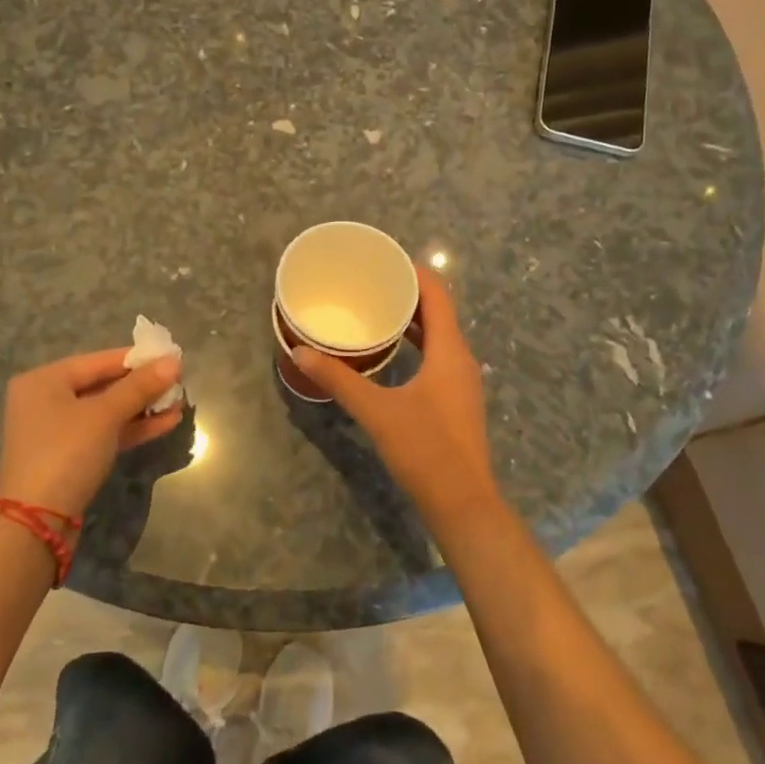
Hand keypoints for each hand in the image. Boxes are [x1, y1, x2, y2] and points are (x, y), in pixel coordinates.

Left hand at [0, 349, 182, 517]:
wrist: (36, 524)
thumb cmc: (65, 453)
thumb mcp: (104, 415)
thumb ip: (139, 387)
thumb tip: (174, 361)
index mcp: (44, 380)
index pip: (99, 360)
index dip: (137, 359)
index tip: (172, 357)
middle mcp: (46, 400)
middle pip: (103, 385)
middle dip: (143, 386)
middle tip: (179, 383)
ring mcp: (57, 432)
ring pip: (107, 412)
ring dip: (143, 408)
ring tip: (179, 404)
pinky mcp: (69, 458)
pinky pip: (105, 433)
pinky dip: (132, 428)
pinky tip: (166, 423)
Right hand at [291, 266, 501, 523]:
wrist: (463, 504)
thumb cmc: (425, 449)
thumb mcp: (376, 410)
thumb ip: (339, 379)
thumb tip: (301, 352)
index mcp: (449, 351)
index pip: (437, 294)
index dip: (414, 272)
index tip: (384, 259)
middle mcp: (460, 359)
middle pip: (438, 311)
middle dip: (407, 293)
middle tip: (370, 282)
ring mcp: (460, 381)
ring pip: (438, 335)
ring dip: (411, 320)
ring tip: (374, 310)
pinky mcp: (455, 401)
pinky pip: (436, 356)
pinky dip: (415, 344)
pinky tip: (388, 352)